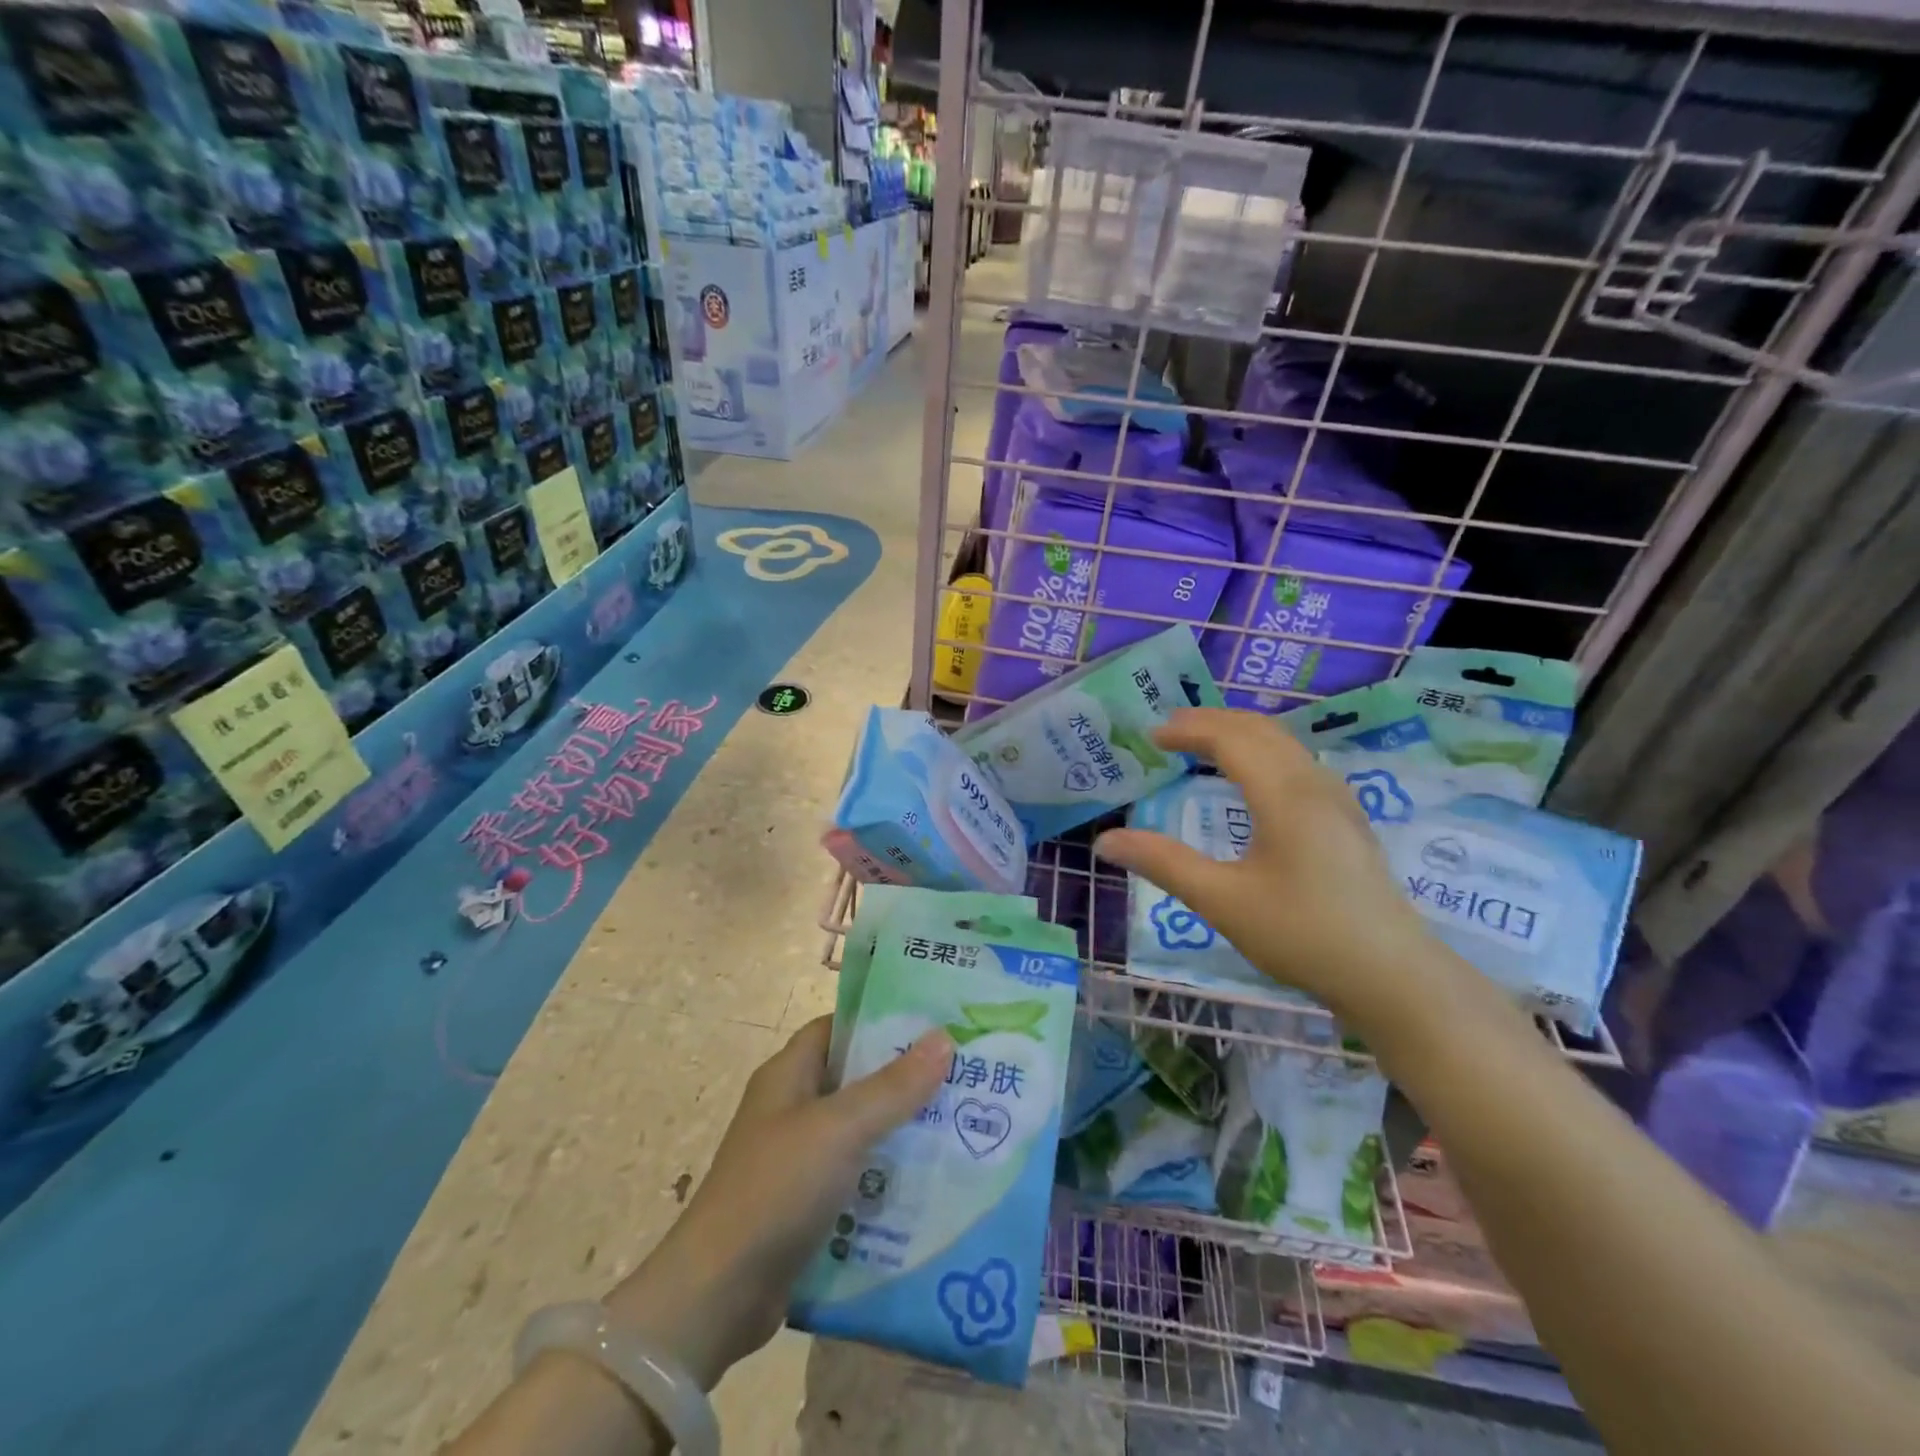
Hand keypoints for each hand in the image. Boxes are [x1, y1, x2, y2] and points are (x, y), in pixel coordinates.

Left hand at [603, 1017, 950, 1389]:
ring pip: (858, 1131)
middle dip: (902, 1078)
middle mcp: (790, 1109)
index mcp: (788, 1075)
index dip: (879, 1021)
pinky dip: (885, 1177)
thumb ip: (894, 1086)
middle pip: (853, 1080)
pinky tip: (929, 1184)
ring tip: (959, 1126)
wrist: (718, 1295)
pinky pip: (854, 1177)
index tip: (932, 1023)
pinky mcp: (804, 1205)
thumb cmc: (777, 1188)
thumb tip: (944, 1037)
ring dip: (899, 1130)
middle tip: (960, 1076)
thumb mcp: (841, 1128)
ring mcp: (796, 1160)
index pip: (837, 1028)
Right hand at [1093, 707, 1433, 1024]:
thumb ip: (1163, 864)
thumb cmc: (1303, 935)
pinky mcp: (1347, 819)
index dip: (1188, 730)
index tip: (1150, 737)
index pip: (1231, 739)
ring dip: (1239, 734)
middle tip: (1169, 731)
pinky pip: (1298, 762)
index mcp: (1284, 795)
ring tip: (1202, 746)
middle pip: (1260, 729)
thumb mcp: (1222, 901)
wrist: (1392, 975)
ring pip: (1284, 743)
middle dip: (1211, 722)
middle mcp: (1314, 784)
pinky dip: (1262, 751)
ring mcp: (1337, 800)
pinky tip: (1252, 779)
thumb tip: (1105, 841)